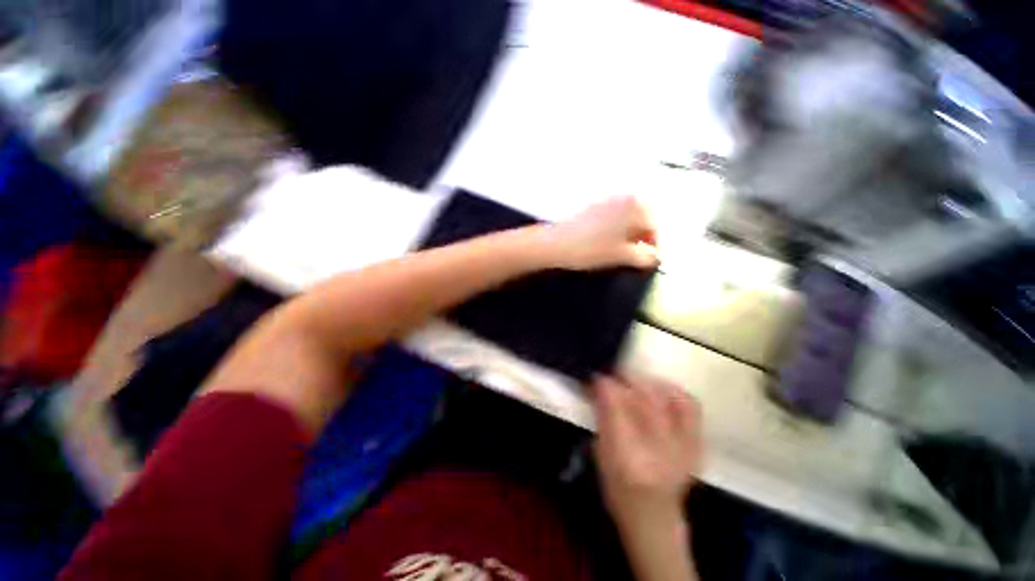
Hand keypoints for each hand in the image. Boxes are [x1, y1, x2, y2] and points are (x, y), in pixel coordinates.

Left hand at [544, 197, 658, 270]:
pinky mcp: (592, 206)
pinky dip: (616, 228)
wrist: (555, 244)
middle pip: (642, 218)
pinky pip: (613, 216)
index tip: (650, 259)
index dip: (654, 245)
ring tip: (622, 250)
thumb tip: (655, 258)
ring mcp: (606, 200)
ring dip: (630, 233)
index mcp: (634, 206)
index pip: (654, 225)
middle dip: (642, 236)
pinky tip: (607, 242)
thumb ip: (644, 257)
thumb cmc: (590, 249)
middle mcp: (622, 198)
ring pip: (627, 217)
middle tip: (638, 255)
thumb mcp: (621, 256)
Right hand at [593, 376, 701, 532]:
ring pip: (668, 398)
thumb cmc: (619, 490)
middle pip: (643, 398)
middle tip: (614, 377)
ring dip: (650, 383)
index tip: (596, 377)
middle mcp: (659, 449)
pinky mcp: (697, 446)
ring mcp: (684, 447)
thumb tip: (599, 386)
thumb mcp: (601, 455)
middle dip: (625, 380)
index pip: (616, 406)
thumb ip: (602, 418)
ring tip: (637, 382)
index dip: (605, 385)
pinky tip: (662, 390)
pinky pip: (691, 408)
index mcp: (628, 455)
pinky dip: (675, 393)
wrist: (655, 519)